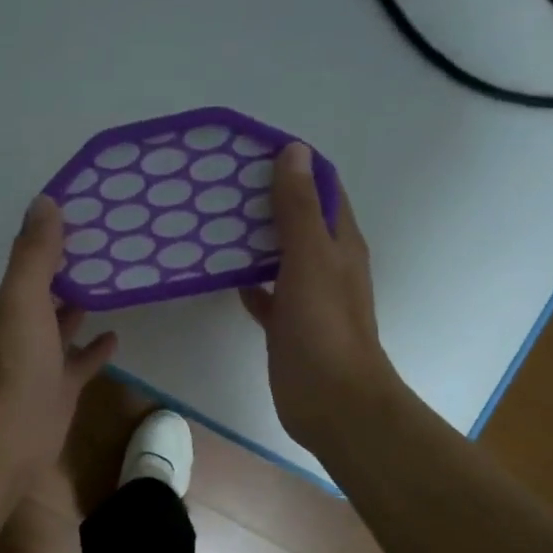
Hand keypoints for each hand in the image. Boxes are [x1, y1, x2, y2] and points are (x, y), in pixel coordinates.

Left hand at [0, 195, 117, 481]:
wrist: (10, 434)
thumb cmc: (17, 362)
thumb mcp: (24, 298)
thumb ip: (35, 254)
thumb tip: (45, 201)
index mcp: (15, 302)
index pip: (34, 260)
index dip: (55, 237)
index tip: (88, 212)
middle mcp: (26, 327)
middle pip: (50, 291)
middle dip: (72, 270)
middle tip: (111, 245)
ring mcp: (44, 360)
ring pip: (65, 325)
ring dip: (83, 305)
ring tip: (116, 282)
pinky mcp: (62, 388)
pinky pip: (82, 362)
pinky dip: (96, 348)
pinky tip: (115, 335)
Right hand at [240, 144, 401, 453]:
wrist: (332, 401)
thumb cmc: (324, 327)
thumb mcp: (310, 259)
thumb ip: (299, 209)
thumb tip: (293, 151)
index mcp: (340, 242)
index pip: (322, 187)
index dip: (293, 165)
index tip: (250, 151)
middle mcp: (327, 264)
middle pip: (298, 220)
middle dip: (266, 200)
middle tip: (219, 185)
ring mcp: (307, 297)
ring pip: (279, 256)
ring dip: (253, 240)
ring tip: (212, 223)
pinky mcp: (288, 326)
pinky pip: (266, 294)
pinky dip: (248, 282)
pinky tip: (222, 277)